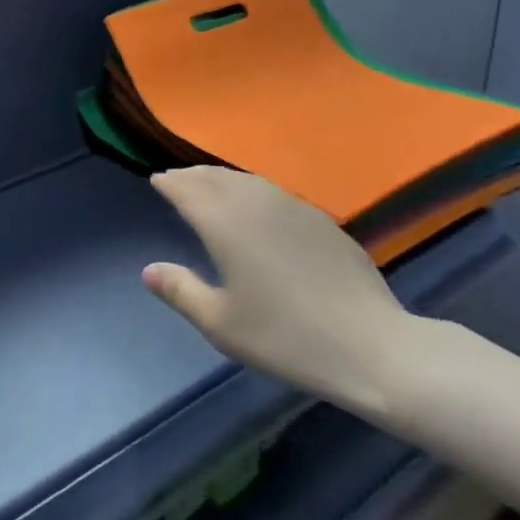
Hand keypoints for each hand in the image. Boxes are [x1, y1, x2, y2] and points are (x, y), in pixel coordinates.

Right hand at [142, 167, 419, 418]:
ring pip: (247, 180)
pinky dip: (251, 189)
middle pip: (216, 177)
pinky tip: (256, 206)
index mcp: (225, 223)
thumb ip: (181, 291)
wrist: (370, 344)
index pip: (188, 190)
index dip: (169, 183)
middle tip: (176, 179)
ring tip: (209, 185)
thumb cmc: (286, 336)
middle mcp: (256, 203)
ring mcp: (293, 207)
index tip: (156, 180)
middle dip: (192, 175)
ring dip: (221, 178)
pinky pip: (273, 191)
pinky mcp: (320, 219)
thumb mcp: (221, 324)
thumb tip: (149, 269)